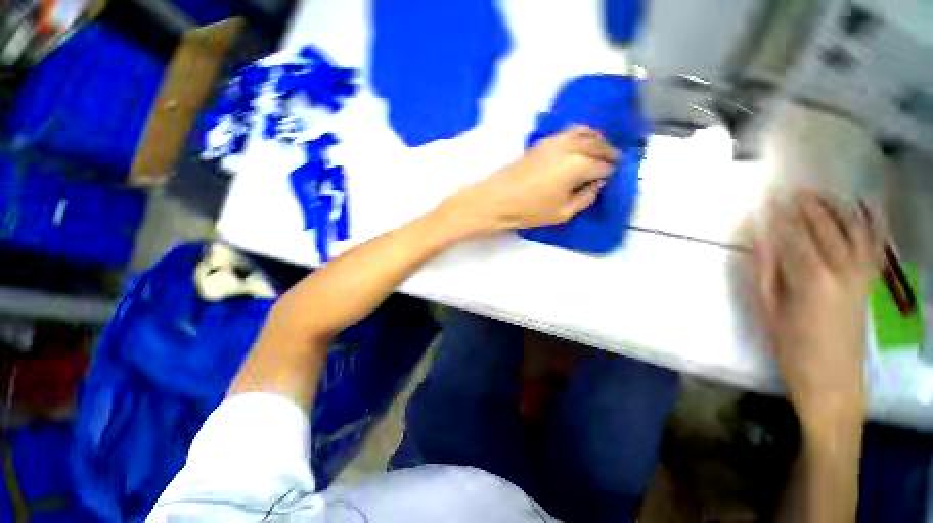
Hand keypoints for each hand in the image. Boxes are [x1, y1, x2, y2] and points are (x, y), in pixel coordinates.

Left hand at [437, 125, 618, 236]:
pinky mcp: (543, 141)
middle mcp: (571, 146)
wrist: (496, 199)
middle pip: (599, 144)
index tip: (613, 178)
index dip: (611, 173)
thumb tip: (597, 184)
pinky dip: (582, 134)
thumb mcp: (563, 212)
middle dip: (609, 154)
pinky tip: (581, 144)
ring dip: (598, 140)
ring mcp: (556, 140)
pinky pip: (570, 131)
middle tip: (613, 164)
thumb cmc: (529, 210)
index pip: (604, 165)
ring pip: (586, 132)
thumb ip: (586, 197)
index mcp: (579, 165)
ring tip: (601, 153)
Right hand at [752, 190, 881, 428]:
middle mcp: (841, 269)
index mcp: (810, 279)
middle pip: (824, 227)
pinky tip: (867, 207)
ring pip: (852, 230)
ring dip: (836, 208)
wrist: (832, 379)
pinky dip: (873, 223)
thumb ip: (764, 269)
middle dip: (807, 205)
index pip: (794, 235)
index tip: (769, 197)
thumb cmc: (791, 346)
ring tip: (820, 194)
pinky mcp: (870, 281)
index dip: (781, 214)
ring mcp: (861, 274)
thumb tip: (756, 237)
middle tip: (792, 189)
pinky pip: (874, 246)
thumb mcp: (768, 309)